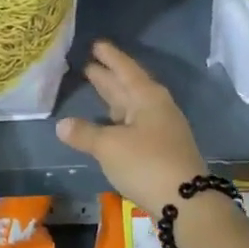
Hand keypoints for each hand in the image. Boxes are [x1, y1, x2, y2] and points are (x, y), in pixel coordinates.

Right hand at [55, 41, 210, 212]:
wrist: (187, 203)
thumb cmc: (146, 164)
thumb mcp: (109, 146)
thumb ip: (85, 133)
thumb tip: (62, 124)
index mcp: (147, 97)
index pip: (125, 69)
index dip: (110, 57)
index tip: (96, 44)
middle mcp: (157, 108)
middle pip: (129, 86)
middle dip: (108, 76)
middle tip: (88, 64)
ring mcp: (161, 129)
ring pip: (132, 106)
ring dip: (113, 97)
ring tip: (96, 86)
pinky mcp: (161, 150)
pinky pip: (134, 124)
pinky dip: (118, 119)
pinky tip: (108, 123)